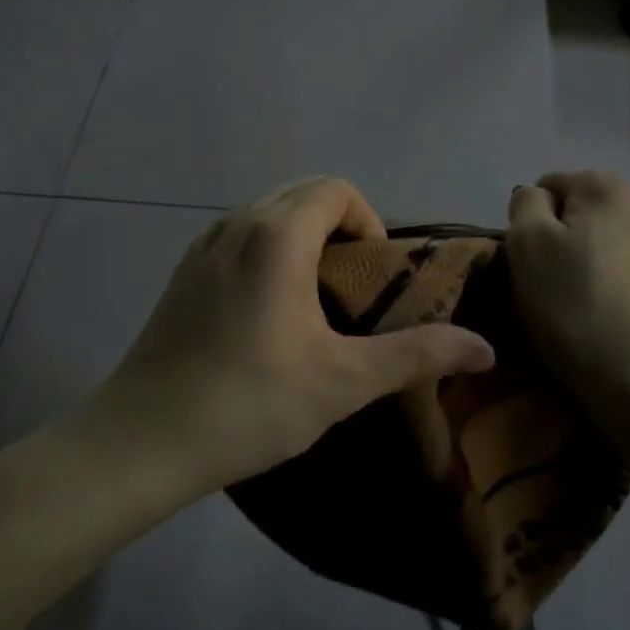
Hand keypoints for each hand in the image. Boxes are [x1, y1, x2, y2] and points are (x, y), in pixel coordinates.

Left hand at [96, 178, 495, 495]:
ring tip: (315, 299)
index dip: (368, 221)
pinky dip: (267, 251)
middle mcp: (237, 224)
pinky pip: (238, 237)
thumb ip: (416, 355)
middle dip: (339, 227)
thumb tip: (485, 346)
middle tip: (353, 288)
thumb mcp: (343, 381)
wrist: (144, 439)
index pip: (336, 190)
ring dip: (301, 238)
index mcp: (276, 235)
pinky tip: (268, 312)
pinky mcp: (183, 273)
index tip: (373, 274)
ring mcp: (203, 246)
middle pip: (302, 195)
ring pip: (267, 214)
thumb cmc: (249, 403)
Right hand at [507, 171, 629, 414]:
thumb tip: (537, 197)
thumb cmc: (571, 303)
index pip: (550, 184)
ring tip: (577, 303)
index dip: (530, 219)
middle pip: (583, 213)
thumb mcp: (526, 243)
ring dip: (590, 262)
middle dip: (562, 238)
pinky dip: (616, 287)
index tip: (527, 258)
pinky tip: (607, 318)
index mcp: (605, 189)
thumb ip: (526, 204)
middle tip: (546, 280)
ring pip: (609, 244)